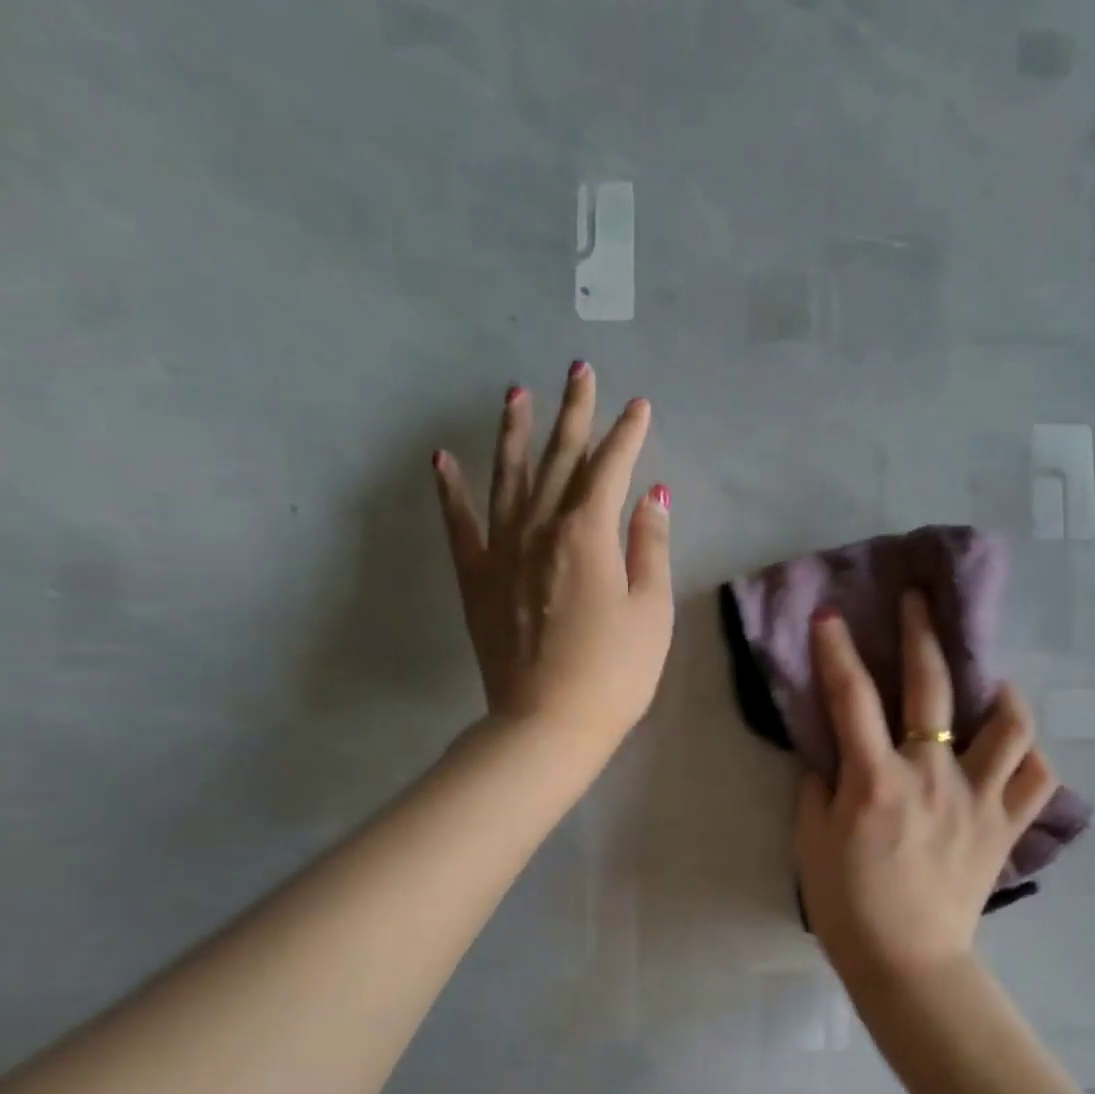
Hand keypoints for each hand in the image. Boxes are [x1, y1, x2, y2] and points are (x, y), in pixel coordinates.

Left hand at [433, 362, 672, 755]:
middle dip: (574, 413)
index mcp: (588, 534)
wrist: (548, 723)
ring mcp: (502, 551)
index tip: (639, 405)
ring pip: (507, 477)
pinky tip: (442, 459)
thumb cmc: (615, 671)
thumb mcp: (651, 611)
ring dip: (514, 433)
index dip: (627, 434)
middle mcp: (540, 528)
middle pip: (560, 459)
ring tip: (515, 393)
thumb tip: (652, 495)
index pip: (610, 469)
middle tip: (579, 370)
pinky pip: (460, 523)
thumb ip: (650, 547)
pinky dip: (451, 490)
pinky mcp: (476, 578)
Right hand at [794, 590, 1058, 992]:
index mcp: (877, 781)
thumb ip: (819, 785)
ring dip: (1000, 693)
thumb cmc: (848, 905)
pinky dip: (1031, 758)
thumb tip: (834, 751)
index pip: (852, 698)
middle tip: (920, 601)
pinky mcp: (1006, 827)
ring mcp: (979, 800)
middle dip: (922, 634)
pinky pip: (1038, 780)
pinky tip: (1015, 750)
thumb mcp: (811, 841)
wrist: (906, 963)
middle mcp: (933, 777)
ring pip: (1011, 726)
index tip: (832, 616)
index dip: (838, 650)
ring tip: (989, 682)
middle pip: (932, 688)